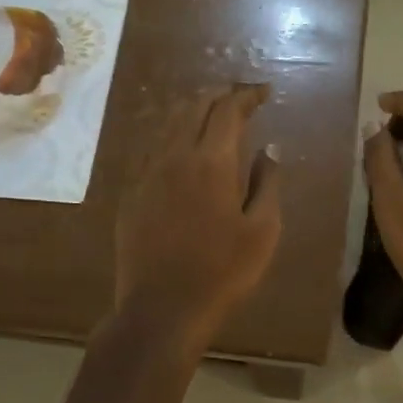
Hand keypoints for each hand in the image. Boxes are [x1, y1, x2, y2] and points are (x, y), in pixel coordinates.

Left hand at [115, 83, 282, 349]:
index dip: (246, 95)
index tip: (263, 93)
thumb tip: (270, 148)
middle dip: (218, 95)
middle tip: (239, 98)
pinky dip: (171, 135)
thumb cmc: (223, 272)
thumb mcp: (262, 231)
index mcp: (211, 161)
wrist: (162, 309)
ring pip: (168, 123)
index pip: (228, 110)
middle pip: (193, 106)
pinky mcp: (132, 193)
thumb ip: (268, 183)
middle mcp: (175, 156)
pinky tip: (180, 148)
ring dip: (192, 110)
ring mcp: (147, 173)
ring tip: (211, 114)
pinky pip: (152, 148)